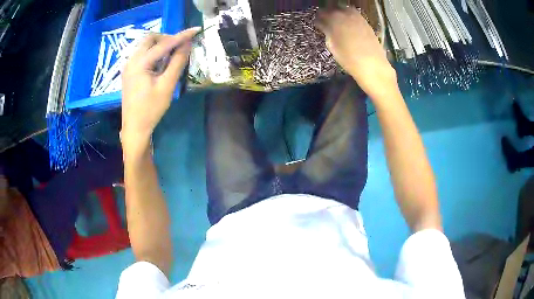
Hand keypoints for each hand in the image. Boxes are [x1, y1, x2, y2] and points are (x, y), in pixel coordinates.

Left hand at [121, 27, 200, 151]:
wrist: (134, 127)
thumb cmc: (151, 109)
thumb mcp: (167, 86)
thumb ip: (177, 62)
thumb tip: (187, 44)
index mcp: (140, 63)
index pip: (163, 43)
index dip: (181, 36)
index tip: (195, 30)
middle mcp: (131, 60)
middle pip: (150, 38)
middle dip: (167, 38)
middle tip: (180, 46)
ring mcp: (128, 65)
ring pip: (145, 45)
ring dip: (160, 45)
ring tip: (172, 54)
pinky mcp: (129, 71)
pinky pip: (142, 54)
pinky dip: (153, 52)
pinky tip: (160, 62)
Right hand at [315, 8, 397, 97]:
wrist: (372, 65)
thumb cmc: (349, 59)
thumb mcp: (332, 46)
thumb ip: (327, 32)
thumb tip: (324, 27)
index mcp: (333, 19)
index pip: (321, 15)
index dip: (318, 20)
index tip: (317, 25)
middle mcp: (345, 14)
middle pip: (333, 9)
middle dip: (328, 14)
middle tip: (326, 22)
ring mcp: (357, 17)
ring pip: (344, 9)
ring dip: (339, 14)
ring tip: (338, 23)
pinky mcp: (366, 22)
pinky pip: (354, 15)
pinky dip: (349, 17)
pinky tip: (349, 26)